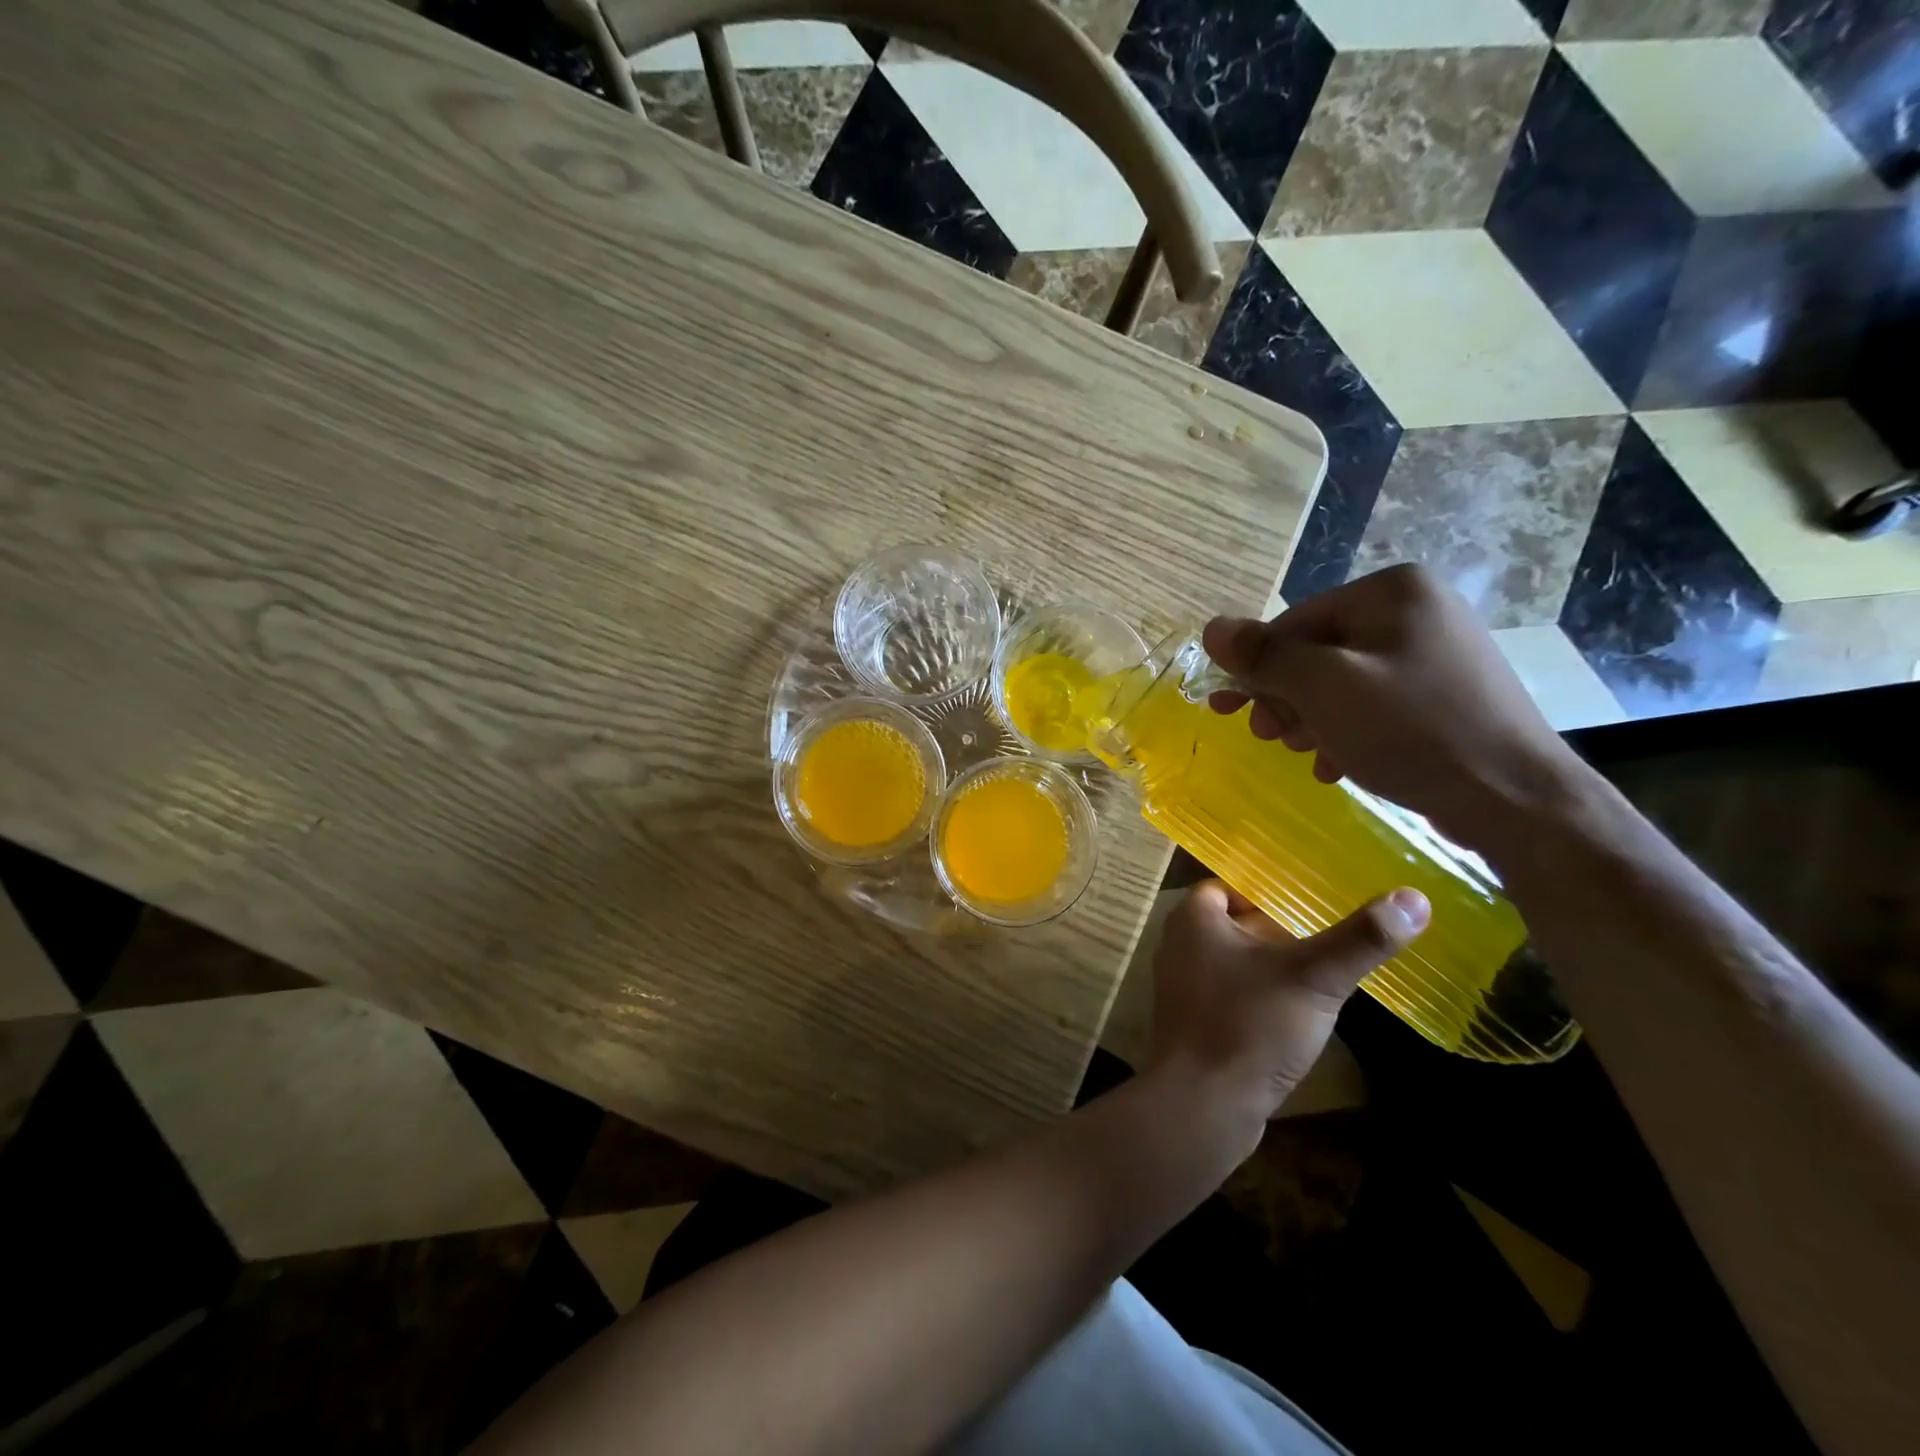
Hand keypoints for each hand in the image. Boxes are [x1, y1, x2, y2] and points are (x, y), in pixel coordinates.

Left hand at [1150, 880, 1428, 1120]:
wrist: (1201, 1105)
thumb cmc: (1249, 1026)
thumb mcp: (1314, 978)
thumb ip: (1360, 939)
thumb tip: (1414, 898)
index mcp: (1193, 919)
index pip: (1230, 886)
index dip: (1268, 890)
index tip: (1311, 899)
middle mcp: (1179, 946)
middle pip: (1234, 925)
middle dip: (1276, 929)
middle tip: (1327, 933)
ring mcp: (1182, 988)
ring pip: (1234, 963)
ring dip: (1271, 966)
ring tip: (1322, 971)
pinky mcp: (1194, 1025)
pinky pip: (1231, 996)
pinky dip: (1260, 997)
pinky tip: (1297, 1014)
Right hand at [1201, 564, 1590, 848]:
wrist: (1515, 798)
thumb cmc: (1411, 730)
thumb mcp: (1325, 688)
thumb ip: (1265, 656)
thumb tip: (1212, 628)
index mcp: (1392, 591)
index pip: (1294, 622)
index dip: (1256, 669)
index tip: (1226, 712)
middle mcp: (1416, 610)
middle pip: (1318, 652)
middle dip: (1287, 698)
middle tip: (1270, 738)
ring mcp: (1436, 652)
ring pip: (1342, 682)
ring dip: (1311, 720)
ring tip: (1308, 756)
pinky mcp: (1445, 694)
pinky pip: (1374, 703)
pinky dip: (1347, 731)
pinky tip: (1338, 765)